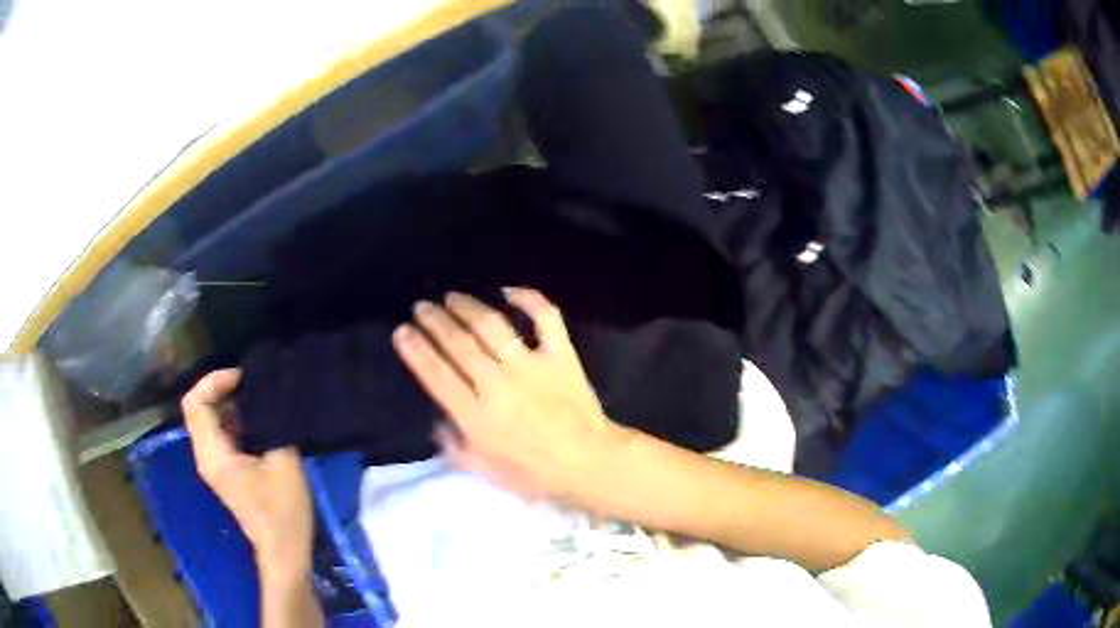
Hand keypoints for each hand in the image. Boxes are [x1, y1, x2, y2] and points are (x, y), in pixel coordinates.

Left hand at [182, 369, 313, 578]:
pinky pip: (220, 433)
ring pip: (209, 420)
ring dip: (229, 403)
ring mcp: (213, 464)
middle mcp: (205, 455)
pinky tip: (258, 420)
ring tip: (258, 398)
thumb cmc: (282, 511)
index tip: (243, 378)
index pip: (195, 403)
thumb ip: (275, 424)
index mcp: (213, 453)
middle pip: (198, 408)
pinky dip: (234, 419)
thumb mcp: (283, 463)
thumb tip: (275, 395)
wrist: (283, 551)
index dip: (214, 381)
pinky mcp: (225, 470)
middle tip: (252, 384)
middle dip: (221, 389)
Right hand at [392, 288, 628, 503]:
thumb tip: (438, 421)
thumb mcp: (486, 471)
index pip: (437, 375)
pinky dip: (528, 299)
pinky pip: (545, 318)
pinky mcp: (560, 355)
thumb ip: (456, 447)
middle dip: (434, 321)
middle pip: (458, 343)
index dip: (416, 350)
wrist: (589, 463)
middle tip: (421, 307)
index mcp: (477, 417)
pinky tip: (509, 290)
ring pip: (491, 325)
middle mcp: (498, 385)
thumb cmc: (536, 473)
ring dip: (467, 307)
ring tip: (452, 297)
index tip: (402, 331)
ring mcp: (531, 365)